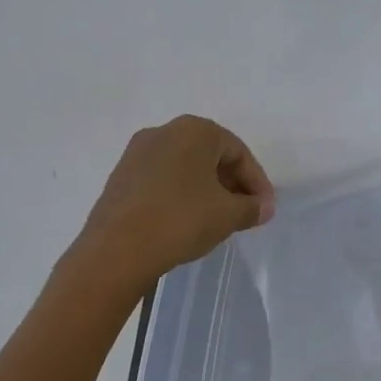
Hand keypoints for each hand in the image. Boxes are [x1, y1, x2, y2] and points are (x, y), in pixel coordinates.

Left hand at [74, 116, 274, 289]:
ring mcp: (137, 153)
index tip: (264, 209)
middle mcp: (164, 131)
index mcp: (195, 131)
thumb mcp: (228, 215)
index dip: (257, 182)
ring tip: (217, 218)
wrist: (116, 250)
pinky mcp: (121, 176)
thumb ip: (252, 207)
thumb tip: (263, 207)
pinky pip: (162, 179)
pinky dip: (180, 194)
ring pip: (185, 167)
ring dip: (206, 189)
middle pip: (210, 155)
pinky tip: (186, 220)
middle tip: (244, 211)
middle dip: (232, 183)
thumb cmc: (181, 220)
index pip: (238, 152)